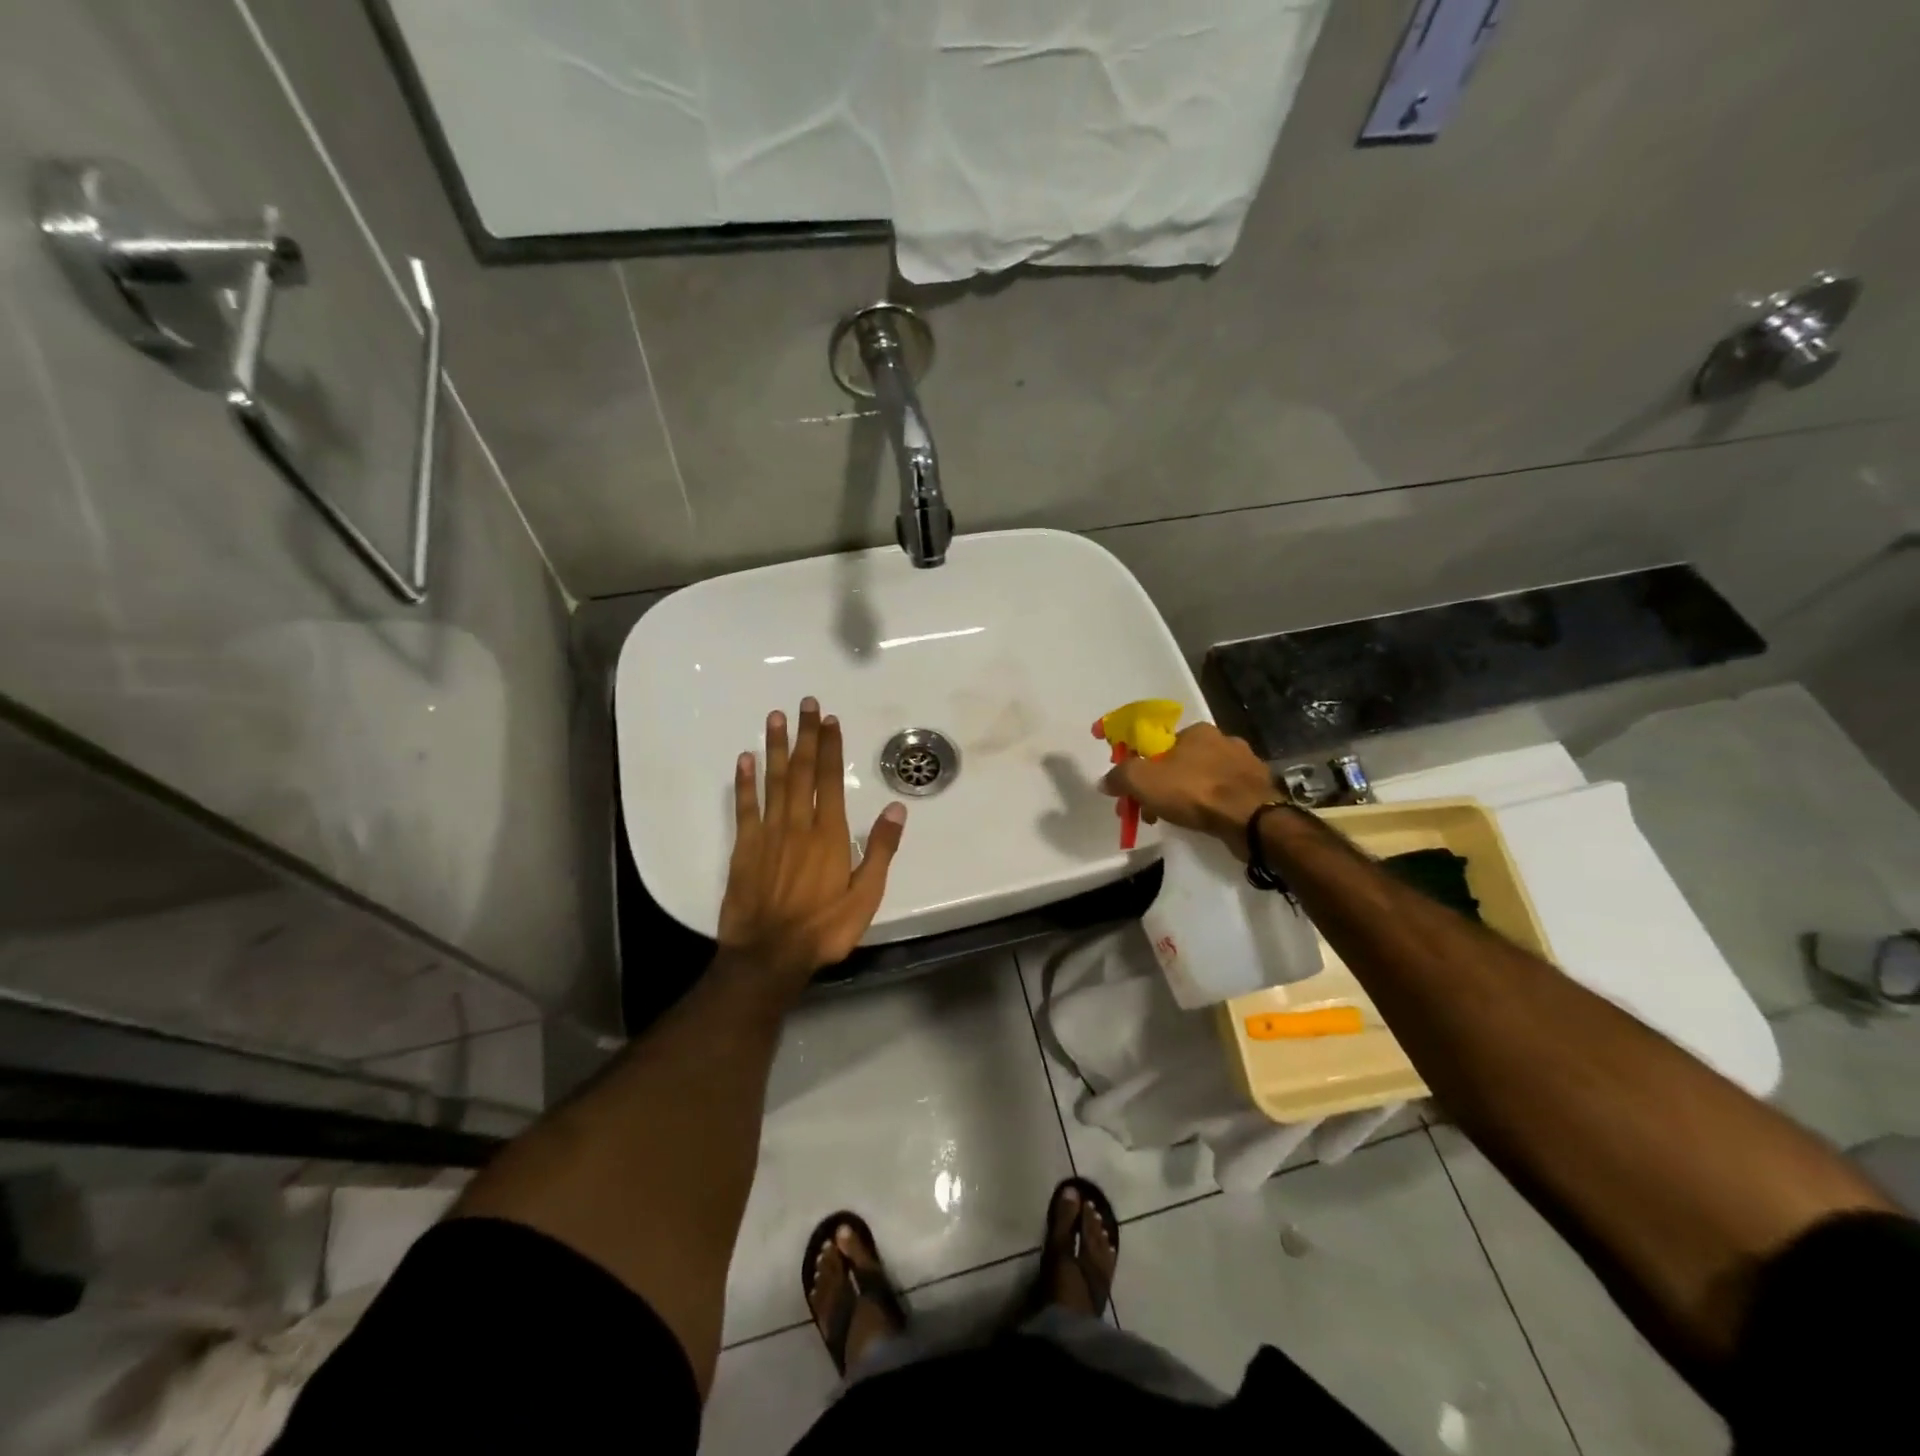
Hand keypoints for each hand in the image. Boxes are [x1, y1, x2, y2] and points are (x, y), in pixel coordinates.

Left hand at [717, 698, 906, 989]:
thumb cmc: (824, 928)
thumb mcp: (866, 895)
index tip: (829, 720)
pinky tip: (745, 760)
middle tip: (804, 703)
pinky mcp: (743, 848)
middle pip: (802, 771)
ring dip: (776, 748)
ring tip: (776, 718)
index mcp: (829, 834)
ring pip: (773, 781)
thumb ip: (880, 850)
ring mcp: (768, 834)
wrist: (769, 955)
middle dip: (805, 736)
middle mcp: (798, 824)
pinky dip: (745, 782)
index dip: (831, 748)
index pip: (830, 780)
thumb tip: (897, 808)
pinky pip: (745, 807)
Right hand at [1100, 722, 1275, 844]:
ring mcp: (1245, 765)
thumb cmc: (1195, 791)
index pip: (1159, 742)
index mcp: (1197, 730)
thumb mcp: (1143, 780)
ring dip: (1183, 796)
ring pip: (1201, 779)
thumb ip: (1120, 776)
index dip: (1139, 763)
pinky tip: (1201, 821)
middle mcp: (1223, 740)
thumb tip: (1106, 780)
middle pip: (1179, 761)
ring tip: (1172, 819)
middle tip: (1147, 809)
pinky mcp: (1258, 789)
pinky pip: (1223, 795)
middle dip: (1159, 784)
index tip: (1131, 786)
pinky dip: (1208, 806)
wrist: (1252, 820)